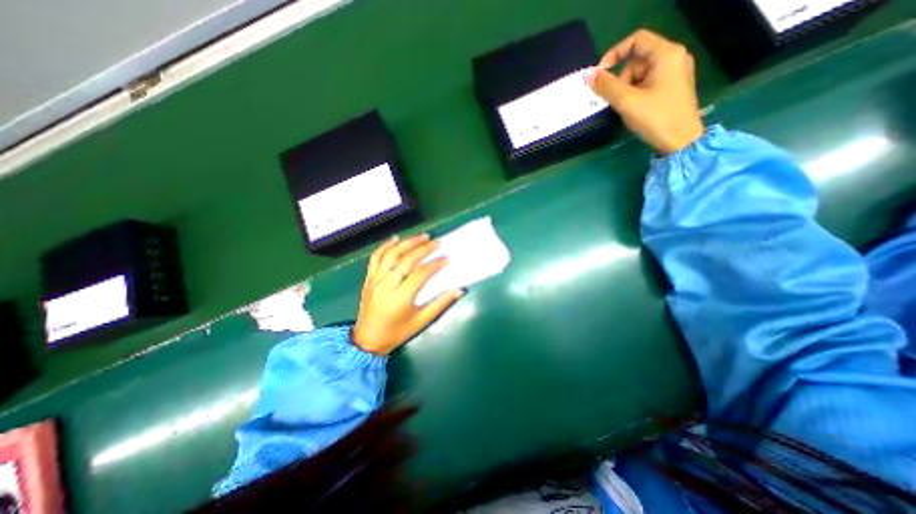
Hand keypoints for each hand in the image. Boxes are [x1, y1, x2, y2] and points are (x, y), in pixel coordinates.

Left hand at [352, 231, 465, 352]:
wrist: (367, 340)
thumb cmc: (397, 333)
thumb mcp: (421, 322)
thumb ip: (440, 304)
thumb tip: (459, 290)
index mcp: (400, 298)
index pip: (420, 274)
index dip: (435, 264)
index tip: (447, 258)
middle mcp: (386, 285)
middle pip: (406, 260)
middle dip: (423, 248)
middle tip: (437, 242)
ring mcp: (375, 280)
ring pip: (391, 254)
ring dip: (407, 242)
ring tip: (422, 236)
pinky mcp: (369, 278)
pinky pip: (376, 257)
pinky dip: (385, 246)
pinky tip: (396, 238)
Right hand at [590, 29, 701, 152]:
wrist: (680, 141)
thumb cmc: (655, 118)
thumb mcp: (627, 101)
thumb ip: (606, 86)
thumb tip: (588, 75)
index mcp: (666, 54)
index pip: (636, 40)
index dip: (614, 53)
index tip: (599, 74)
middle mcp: (673, 58)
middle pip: (637, 60)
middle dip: (620, 79)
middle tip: (616, 100)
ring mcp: (674, 73)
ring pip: (640, 74)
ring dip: (626, 89)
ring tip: (626, 108)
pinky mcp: (671, 87)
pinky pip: (646, 83)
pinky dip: (635, 94)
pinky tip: (634, 109)